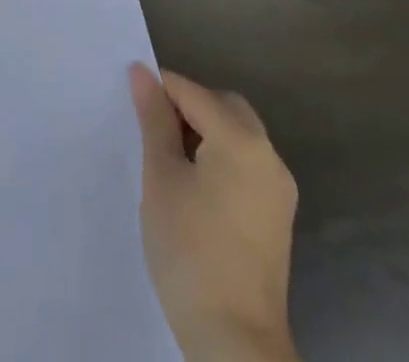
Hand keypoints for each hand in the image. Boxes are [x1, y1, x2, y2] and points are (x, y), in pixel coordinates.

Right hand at [130, 63, 300, 361]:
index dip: (159, 89)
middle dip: (187, 106)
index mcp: (241, 139)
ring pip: (237, 135)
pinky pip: (246, 165)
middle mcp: (268, 155)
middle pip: (223, 106)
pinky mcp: (278, 217)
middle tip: (150, 128)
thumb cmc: (190, 250)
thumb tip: (142, 72)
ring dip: (204, 132)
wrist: (235, 341)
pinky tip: (193, 186)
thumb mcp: (161, 177)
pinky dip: (220, 158)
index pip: (192, 91)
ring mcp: (278, 189)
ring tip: (167, 158)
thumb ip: (153, 119)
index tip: (130, 100)